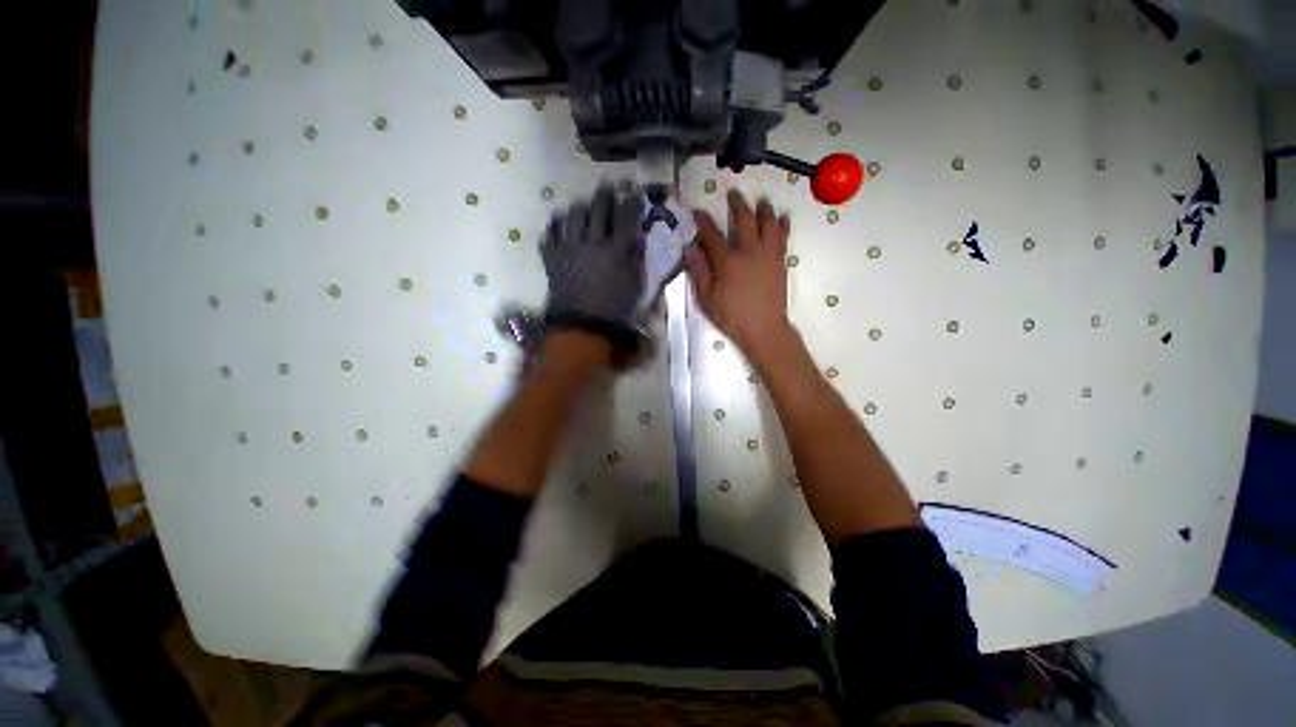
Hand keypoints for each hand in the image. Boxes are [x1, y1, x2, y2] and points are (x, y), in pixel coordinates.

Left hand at [542, 184, 644, 331]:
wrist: (584, 326)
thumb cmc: (616, 309)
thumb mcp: (635, 283)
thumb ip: (635, 256)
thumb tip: (635, 235)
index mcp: (617, 249)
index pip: (626, 215)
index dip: (631, 201)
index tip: (633, 194)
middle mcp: (592, 241)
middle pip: (598, 207)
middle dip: (605, 194)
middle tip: (608, 188)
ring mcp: (569, 247)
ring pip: (573, 213)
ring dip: (581, 206)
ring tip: (583, 206)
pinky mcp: (552, 256)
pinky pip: (550, 231)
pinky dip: (556, 224)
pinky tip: (561, 224)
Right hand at [686, 190, 792, 363]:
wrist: (764, 329)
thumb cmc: (731, 316)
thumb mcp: (707, 298)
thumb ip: (699, 271)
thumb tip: (689, 247)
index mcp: (727, 260)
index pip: (712, 234)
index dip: (703, 220)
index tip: (697, 210)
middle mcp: (749, 251)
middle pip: (743, 220)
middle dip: (737, 204)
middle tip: (733, 193)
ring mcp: (768, 255)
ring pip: (767, 224)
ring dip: (763, 209)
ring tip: (761, 201)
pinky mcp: (780, 262)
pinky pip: (783, 238)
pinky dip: (782, 226)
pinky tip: (782, 218)